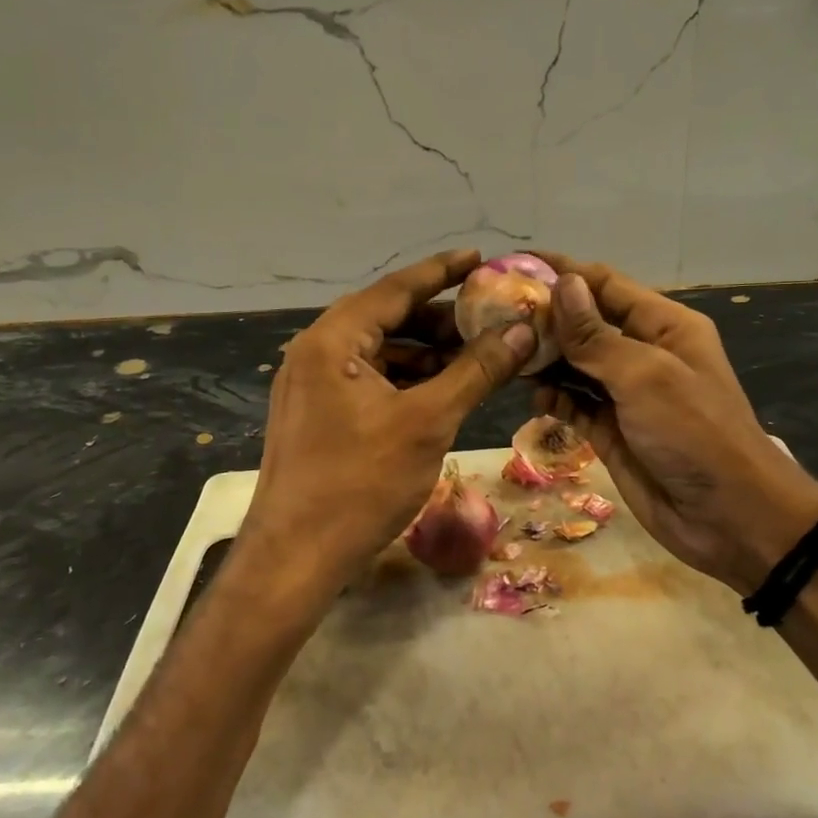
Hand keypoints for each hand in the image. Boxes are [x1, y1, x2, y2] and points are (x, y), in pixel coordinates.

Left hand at [239, 250, 536, 620]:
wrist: (295, 559)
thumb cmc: (361, 483)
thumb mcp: (428, 422)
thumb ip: (476, 370)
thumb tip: (522, 329)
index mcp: (332, 341)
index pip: (396, 289)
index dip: (442, 272)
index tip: (481, 258)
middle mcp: (316, 352)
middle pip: (388, 319)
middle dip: (441, 320)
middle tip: (490, 321)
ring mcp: (313, 386)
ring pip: (381, 354)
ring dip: (428, 354)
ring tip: (478, 359)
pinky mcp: (318, 415)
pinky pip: (370, 382)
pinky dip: (408, 382)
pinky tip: (444, 392)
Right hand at [533, 255, 817, 593]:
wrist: (729, 517)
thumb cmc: (693, 433)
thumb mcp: (646, 376)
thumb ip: (597, 335)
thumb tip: (562, 283)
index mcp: (664, 326)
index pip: (605, 285)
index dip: (562, 272)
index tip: (511, 267)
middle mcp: (644, 354)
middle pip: (586, 324)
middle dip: (545, 319)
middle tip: (494, 317)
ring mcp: (627, 395)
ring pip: (576, 365)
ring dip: (545, 360)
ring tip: (505, 355)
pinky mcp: (612, 432)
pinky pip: (576, 404)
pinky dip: (555, 398)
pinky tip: (534, 397)